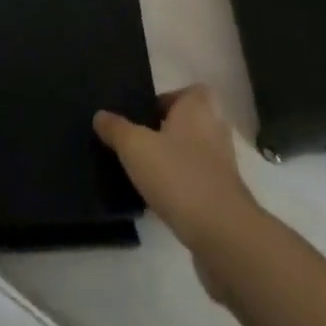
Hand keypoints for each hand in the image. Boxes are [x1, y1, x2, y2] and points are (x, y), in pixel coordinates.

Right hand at [94, 86, 259, 252]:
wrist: (222, 234)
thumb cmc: (179, 175)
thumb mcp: (135, 147)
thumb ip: (116, 129)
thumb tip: (100, 115)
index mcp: (199, 107)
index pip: (185, 91)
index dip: (165, 101)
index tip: (142, 117)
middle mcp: (215, 129)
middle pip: (188, 123)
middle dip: (166, 132)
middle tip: (139, 144)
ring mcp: (223, 165)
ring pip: (193, 154)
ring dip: (174, 162)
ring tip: (145, 174)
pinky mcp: (224, 197)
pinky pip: (198, 182)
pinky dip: (182, 188)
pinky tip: (160, 201)